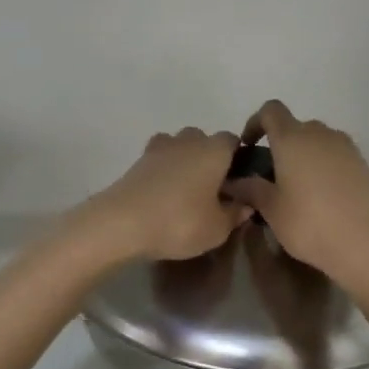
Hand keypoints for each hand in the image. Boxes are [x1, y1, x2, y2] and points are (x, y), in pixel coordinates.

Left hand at [78, 128, 249, 262]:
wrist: (122, 222)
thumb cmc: (180, 222)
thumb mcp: (217, 228)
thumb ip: (235, 213)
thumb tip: (246, 204)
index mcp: (214, 150)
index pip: (233, 141)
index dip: (238, 158)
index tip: (239, 181)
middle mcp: (188, 140)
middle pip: (204, 140)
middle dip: (209, 158)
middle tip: (212, 189)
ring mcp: (159, 148)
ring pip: (179, 146)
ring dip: (185, 161)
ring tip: (186, 190)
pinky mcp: (137, 161)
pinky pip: (159, 159)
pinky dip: (164, 170)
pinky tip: (164, 191)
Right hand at [225, 101, 368, 291]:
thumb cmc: (311, 224)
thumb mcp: (272, 210)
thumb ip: (251, 189)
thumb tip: (234, 181)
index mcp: (292, 138)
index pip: (270, 111)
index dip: (255, 123)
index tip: (248, 147)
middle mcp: (320, 134)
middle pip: (295, 126)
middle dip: (281, 144)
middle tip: (272, 175)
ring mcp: (346, 147)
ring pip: (318, 141)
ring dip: (304, 155)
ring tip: (298, 188)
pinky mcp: (364, 164)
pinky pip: (336, 156)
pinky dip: (324, 167)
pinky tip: (323, 197)